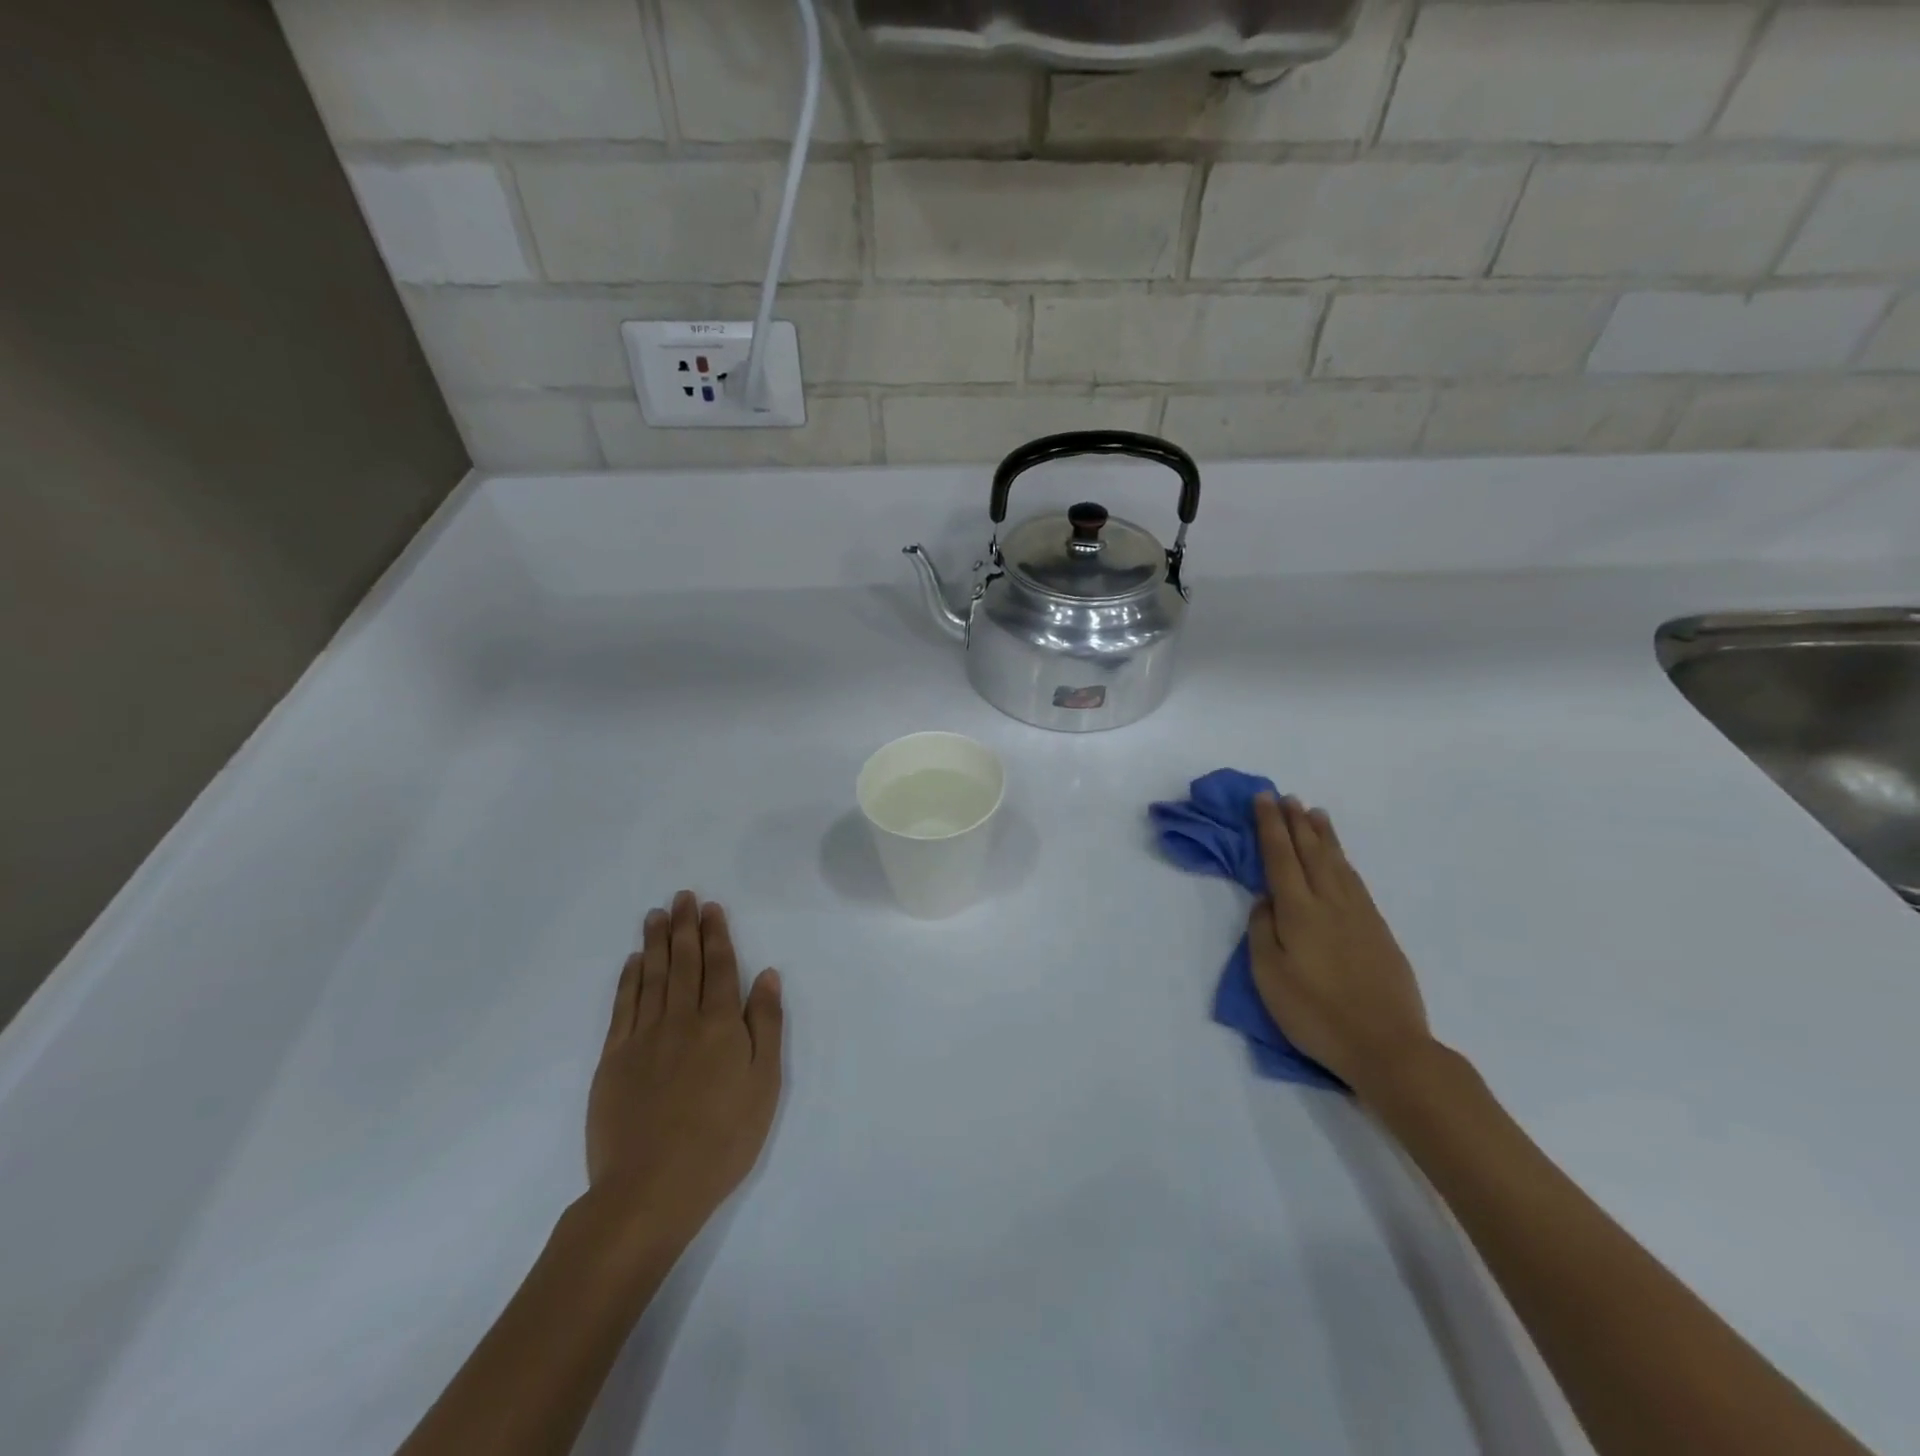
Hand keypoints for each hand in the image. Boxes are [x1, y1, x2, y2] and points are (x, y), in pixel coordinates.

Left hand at [584, 892, 783, 1252]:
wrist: (650, 1189)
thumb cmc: (722, 1139)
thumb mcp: (764, 1083)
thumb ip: (765, 1024)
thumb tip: (766, 975)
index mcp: (720, 1024)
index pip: (719, 967)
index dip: (716, 934)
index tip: (711, 908)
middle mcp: (681, 1019)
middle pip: (683, 963)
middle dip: (685, 927)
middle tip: (682, 897)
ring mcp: (643, 1037)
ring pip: (651, 977)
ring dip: (655, 943)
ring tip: (656, 915)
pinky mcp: (613, 1059)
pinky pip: (622, 1006)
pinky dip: (628, 979)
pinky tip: (633, 961)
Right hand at [1248, 795, 1434, 1097]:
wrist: (1388, 1047)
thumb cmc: (1316, 1014)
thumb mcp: (1270, 977)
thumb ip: (1263, 932)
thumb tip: (1266, 900)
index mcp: (1299, 912)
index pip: (1280, 857)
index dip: (1270, 826)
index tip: (1263, 799)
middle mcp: (1330, 903)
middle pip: (1311, 852)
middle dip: (1296, 822)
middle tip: (1287, 797)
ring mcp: (1360, 915)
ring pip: (1338, 863)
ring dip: (1323, 836)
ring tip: (1315, 814)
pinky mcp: (1379, 931)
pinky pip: (1355, 881)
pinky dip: (1343, 861)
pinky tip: (1340, 860)